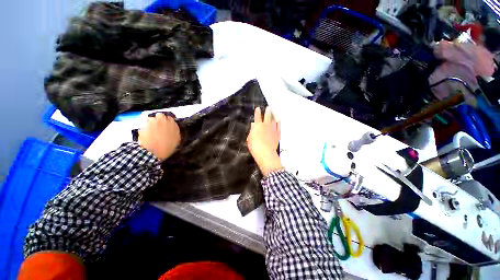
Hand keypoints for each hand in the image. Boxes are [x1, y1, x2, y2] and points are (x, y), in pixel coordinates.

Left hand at [139, 113, 180, 161]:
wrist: (154, 152)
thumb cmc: (166, 148)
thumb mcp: (176, 140)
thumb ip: (175, 132)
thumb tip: (173, 129)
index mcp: (174, 126)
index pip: (170, 119)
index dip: (167, 122)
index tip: (165, 126)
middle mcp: (165, 122)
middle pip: (161, 115)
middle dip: (159, 120)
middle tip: (157, 126)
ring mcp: (155, 122)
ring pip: (152, 118)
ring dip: (151, 122)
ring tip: (151, 130)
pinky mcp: (145, 124)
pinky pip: (144, 121)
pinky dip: (144, 125)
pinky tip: (146, 131)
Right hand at [247, 107, 281, 176]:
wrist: (266, 153)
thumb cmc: (255, 147)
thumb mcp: (250, 139)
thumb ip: (252, 131)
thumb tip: (253, 125)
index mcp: (257, 126)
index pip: (257, 117)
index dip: (257, 112)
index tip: (258, 108)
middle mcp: (266, 126)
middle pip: (267, 116)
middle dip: (267, 111)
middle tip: (269, 107)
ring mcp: (273, 129)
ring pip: (273, 120)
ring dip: (273, 116)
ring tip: (274, 112)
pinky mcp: (278, 134)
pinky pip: (279, 127)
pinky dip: (279, 123)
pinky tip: (279, 121)